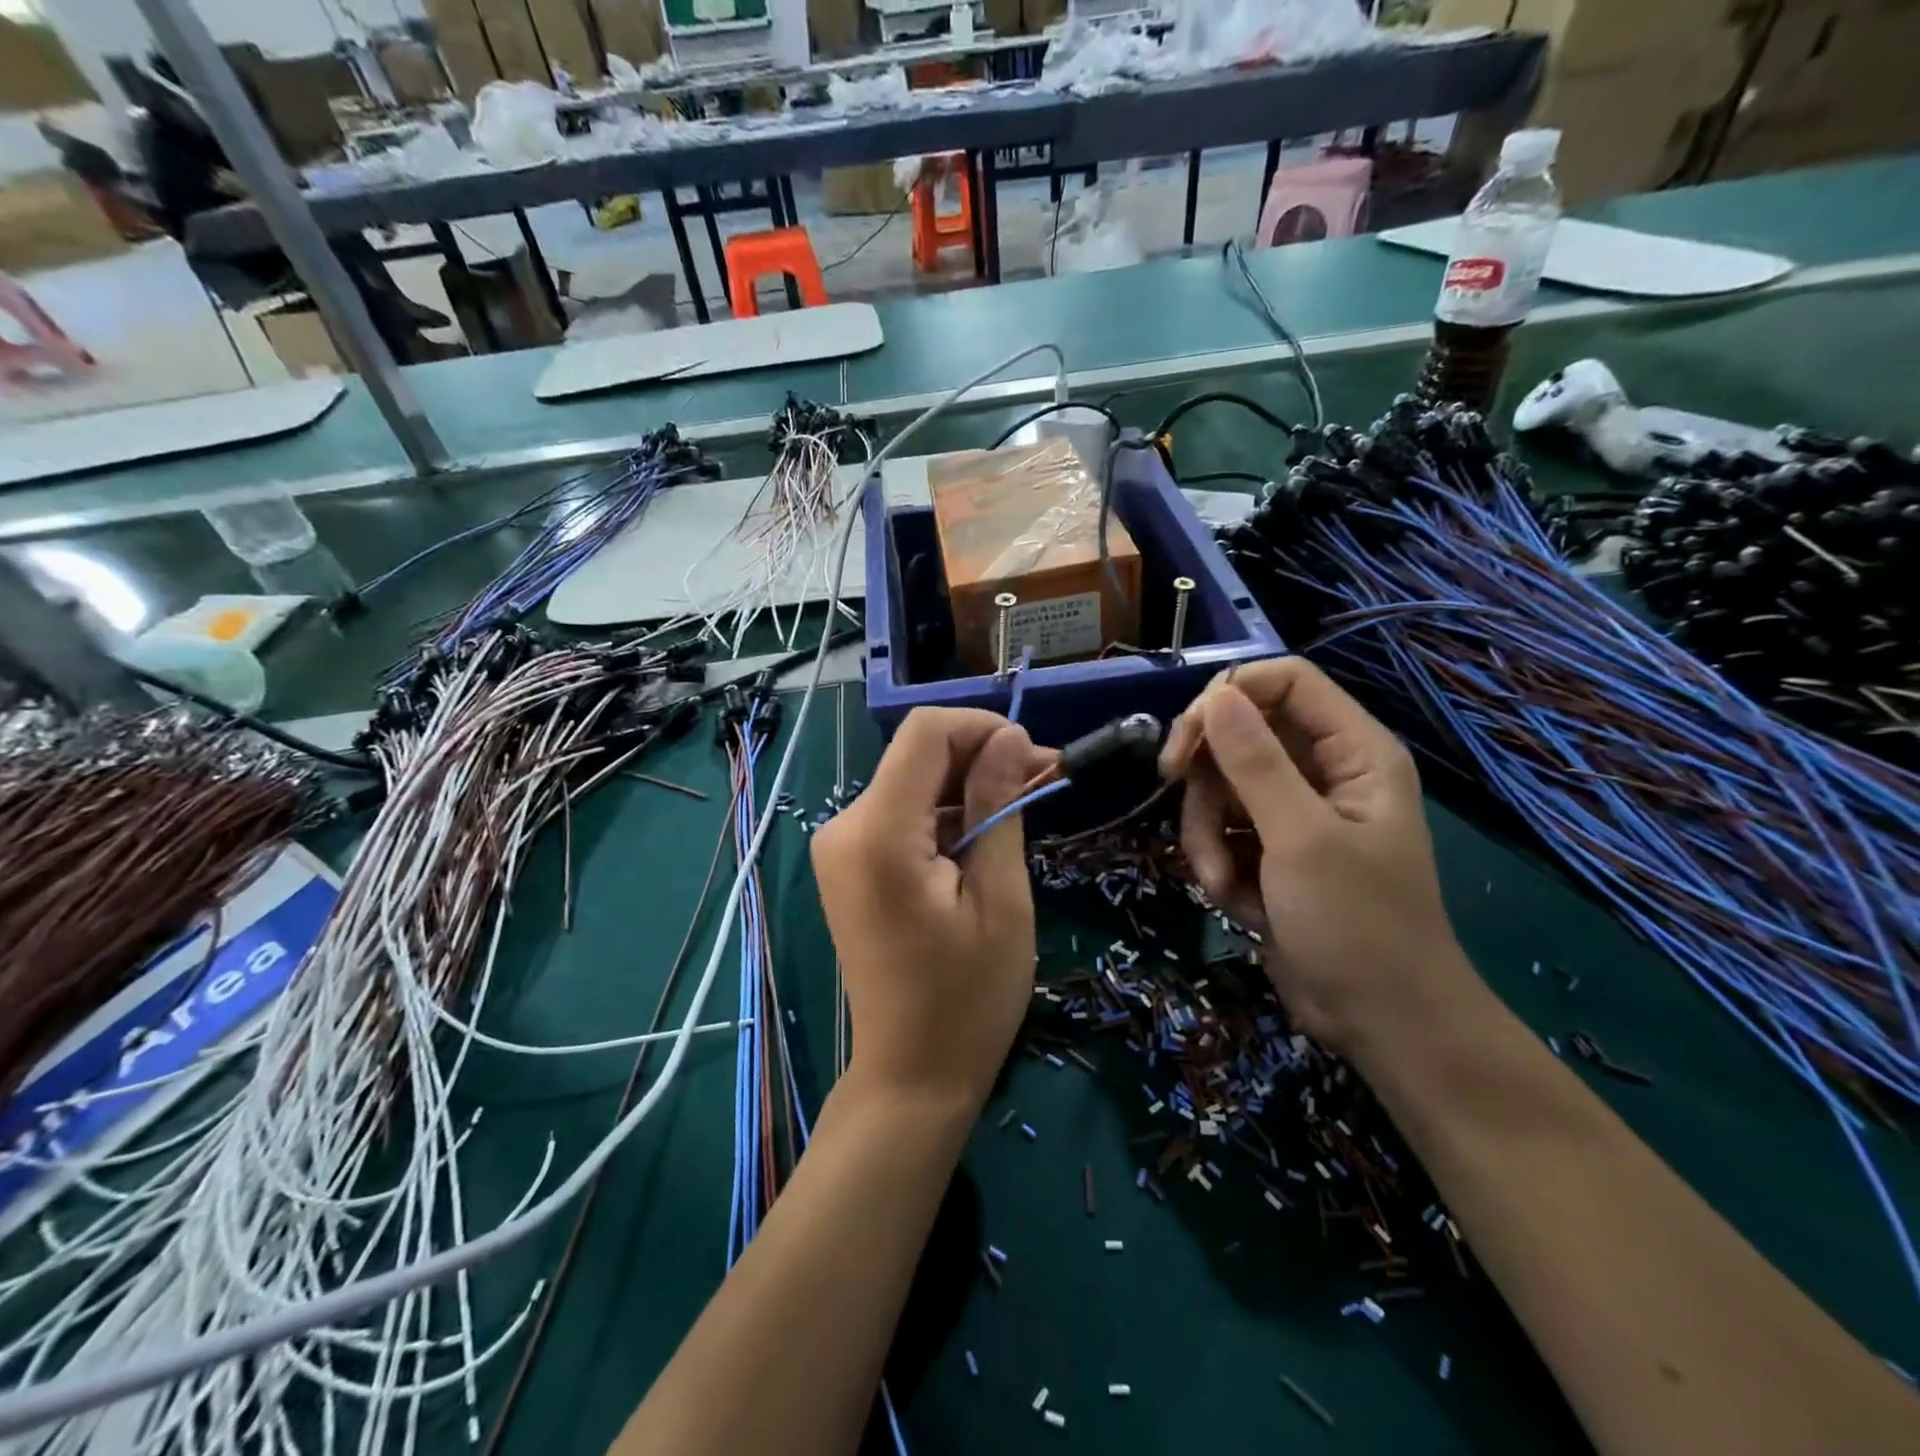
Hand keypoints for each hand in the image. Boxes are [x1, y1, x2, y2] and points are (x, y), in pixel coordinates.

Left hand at [812, 708, 1053, 1112]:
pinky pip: (901, 813)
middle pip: (917, 755)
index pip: (924, 733)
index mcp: (878, 833)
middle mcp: (844, 827)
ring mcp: (840, 845)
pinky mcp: (849, 863)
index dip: (982, 728)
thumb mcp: (1000, 898)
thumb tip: (1012, 736)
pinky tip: (983, 838)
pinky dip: (945, 814)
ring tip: (1024, 811)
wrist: (911, 1073)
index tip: (1034, 757)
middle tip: (1046, 782)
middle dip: (983, 758)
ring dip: (969, 787)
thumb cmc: (968, 997)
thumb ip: (999, 806)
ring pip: (913, 782)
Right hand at [1159, 658, 1477, 1059]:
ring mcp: (1292, 812)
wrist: (1380, 1023)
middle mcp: (1322, 770)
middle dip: (1206, 777)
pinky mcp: (1269, 849)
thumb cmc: (1358, 925)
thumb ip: (1256, 763)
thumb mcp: (1302, 839)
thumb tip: (1215, 695)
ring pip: (1218, 786)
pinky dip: (1215, 861)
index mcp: (1353, 751)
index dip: (1230, 695)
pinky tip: (1234, 901)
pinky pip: (1219, 828)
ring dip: (1205, 833)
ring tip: (1221, 883)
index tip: (1187, 737)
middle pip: (1239, 733)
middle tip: (1176, 797)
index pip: (1284, 682)